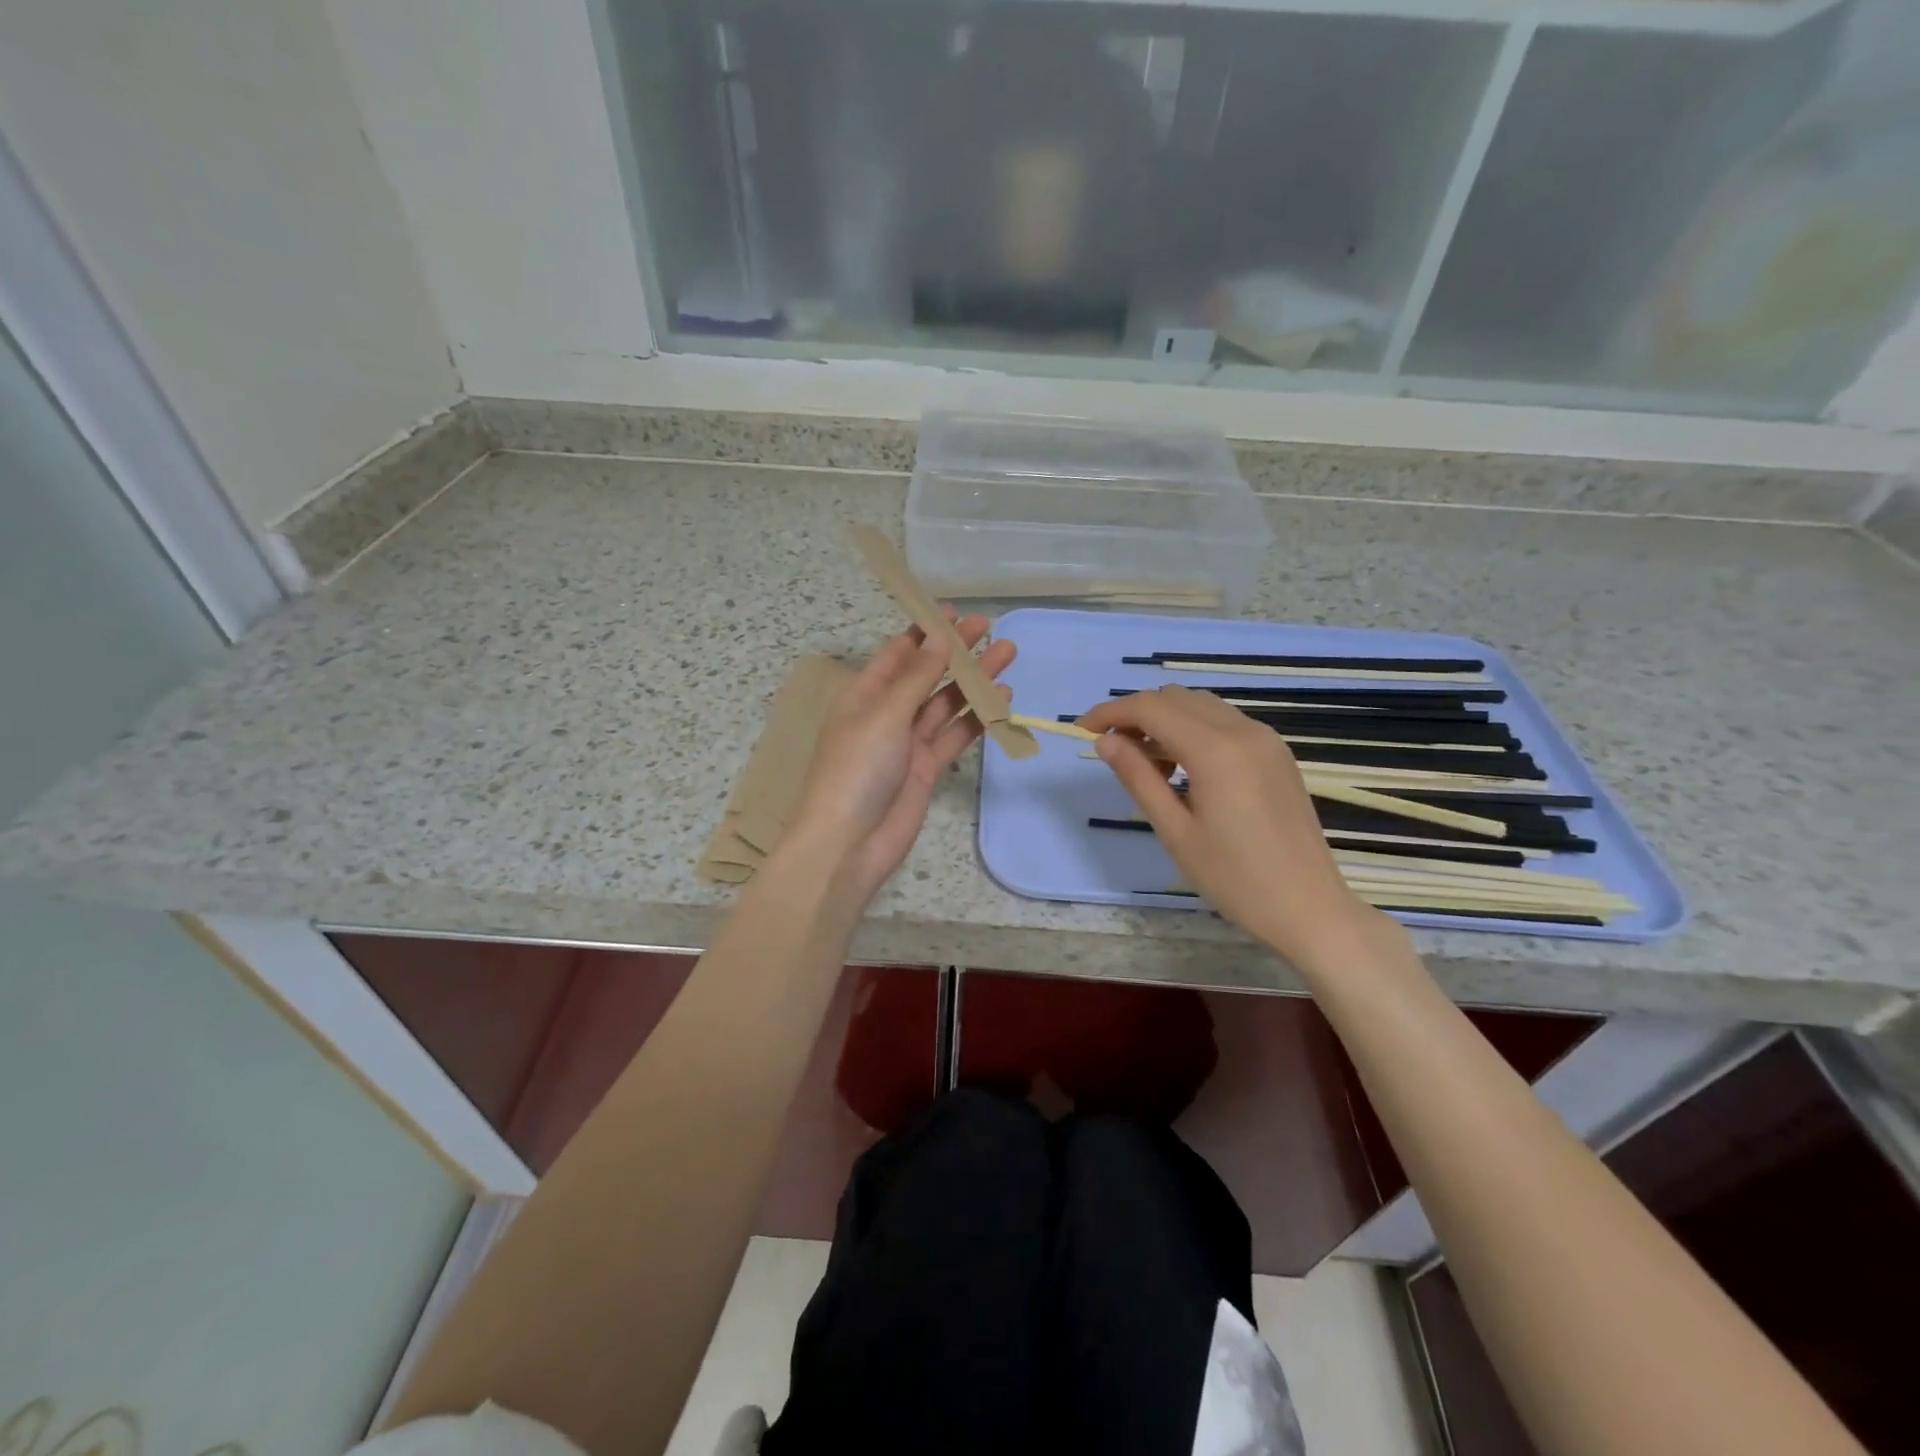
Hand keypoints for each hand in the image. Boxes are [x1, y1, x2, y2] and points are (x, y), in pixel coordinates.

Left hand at [791, 614, 1015, 903]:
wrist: (850, 843)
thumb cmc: (856, 770)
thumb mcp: (884, 715)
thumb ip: (917, 678)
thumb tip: (939, 637)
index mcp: (864, 695)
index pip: (897, 654)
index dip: (924, 631)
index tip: (953, 611)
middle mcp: (886, 714)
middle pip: (926, 675)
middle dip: (955, 652)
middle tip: (988, 627)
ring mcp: (908, 742)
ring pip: (946, 703)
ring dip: (974, 681)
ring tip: (1006, 654)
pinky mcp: (927, 768)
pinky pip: (955, 735)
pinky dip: (977, 718)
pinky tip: (1001, 700)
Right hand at [1080, 685, 1382, 967]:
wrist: (1310, 909)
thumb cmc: (1235, 879)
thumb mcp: (1176, 832)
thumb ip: (1139, 778)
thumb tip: (1105, 741)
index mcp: (1216, 751)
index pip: (1152, 709)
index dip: (1112, 712)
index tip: (1082, 728)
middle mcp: (1244, 731)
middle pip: (1176, 698)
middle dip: (1137, 714)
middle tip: (1112, 749)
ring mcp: (1266, 740)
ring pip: (1202, 706)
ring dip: (1166, 720)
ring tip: (1146, 764)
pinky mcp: (1277, 754)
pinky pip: (1225, 723)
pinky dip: (1193, 730)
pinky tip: (1183, 768)